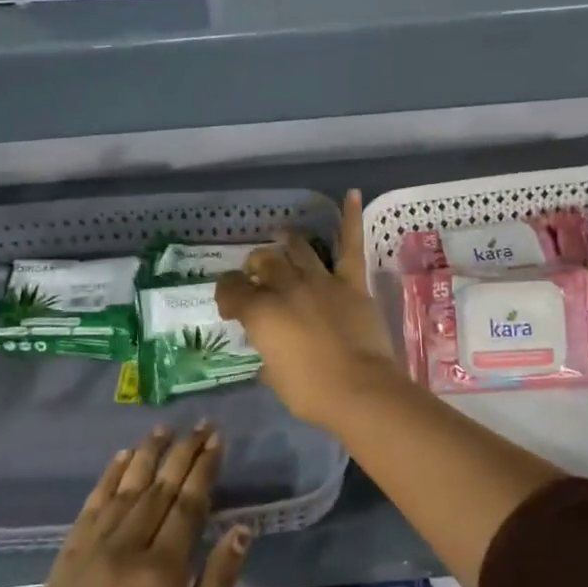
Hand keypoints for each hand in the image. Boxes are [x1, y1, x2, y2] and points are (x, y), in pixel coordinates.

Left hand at [0, 425, 246, 586]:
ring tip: (166, 428)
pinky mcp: (67, 557)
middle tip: (202, 424)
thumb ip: (217, 585)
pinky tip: (122, 458)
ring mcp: (92, 549)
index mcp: (162, 571)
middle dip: (183, 452)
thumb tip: (242, 530)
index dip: (205, 468)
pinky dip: (109, 477)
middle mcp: (127, 547)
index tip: (218, 439)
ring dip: (148, 454)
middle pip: (160, 487)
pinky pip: (92, 505)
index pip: (189, 503)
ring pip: (126, 488)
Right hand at [217, 189, 406, 430]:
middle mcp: (286, 289)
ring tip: (284, 236)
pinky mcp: (351, 283)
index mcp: (261, 314)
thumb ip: (269, 355)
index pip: (233, 290)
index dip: (228, 293)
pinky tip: (352, 194)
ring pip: (299, 250)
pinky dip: (351, 218)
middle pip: (265, 263)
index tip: (230, 302)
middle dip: (256, 266)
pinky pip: (350, 246)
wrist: (359, 390)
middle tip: (257, 273)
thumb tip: (271, 351)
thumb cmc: (311, 392)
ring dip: (288, 242)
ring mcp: (320, 281)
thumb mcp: (275, 377)